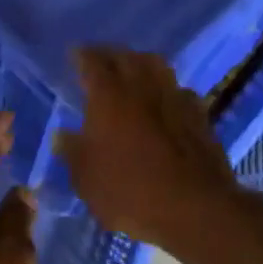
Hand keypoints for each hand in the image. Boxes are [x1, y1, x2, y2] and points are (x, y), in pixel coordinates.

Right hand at [57, 48, 243, 255]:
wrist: (195, 209)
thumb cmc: (130, 192)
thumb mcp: (86, 179)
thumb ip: (72, 152)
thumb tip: (62, 136)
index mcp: (109, 96)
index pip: (92, 62)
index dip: (81, 55)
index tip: (74, 54)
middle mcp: (143, 88)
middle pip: (126, 57)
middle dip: (110, 55)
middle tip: (99, 61)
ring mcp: (175, 99)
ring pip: (157, 66)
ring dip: (141, 64)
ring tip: (131, 73)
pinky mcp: (200, 116)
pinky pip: (179, 90)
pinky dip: (166, 89)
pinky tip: (163, 102)